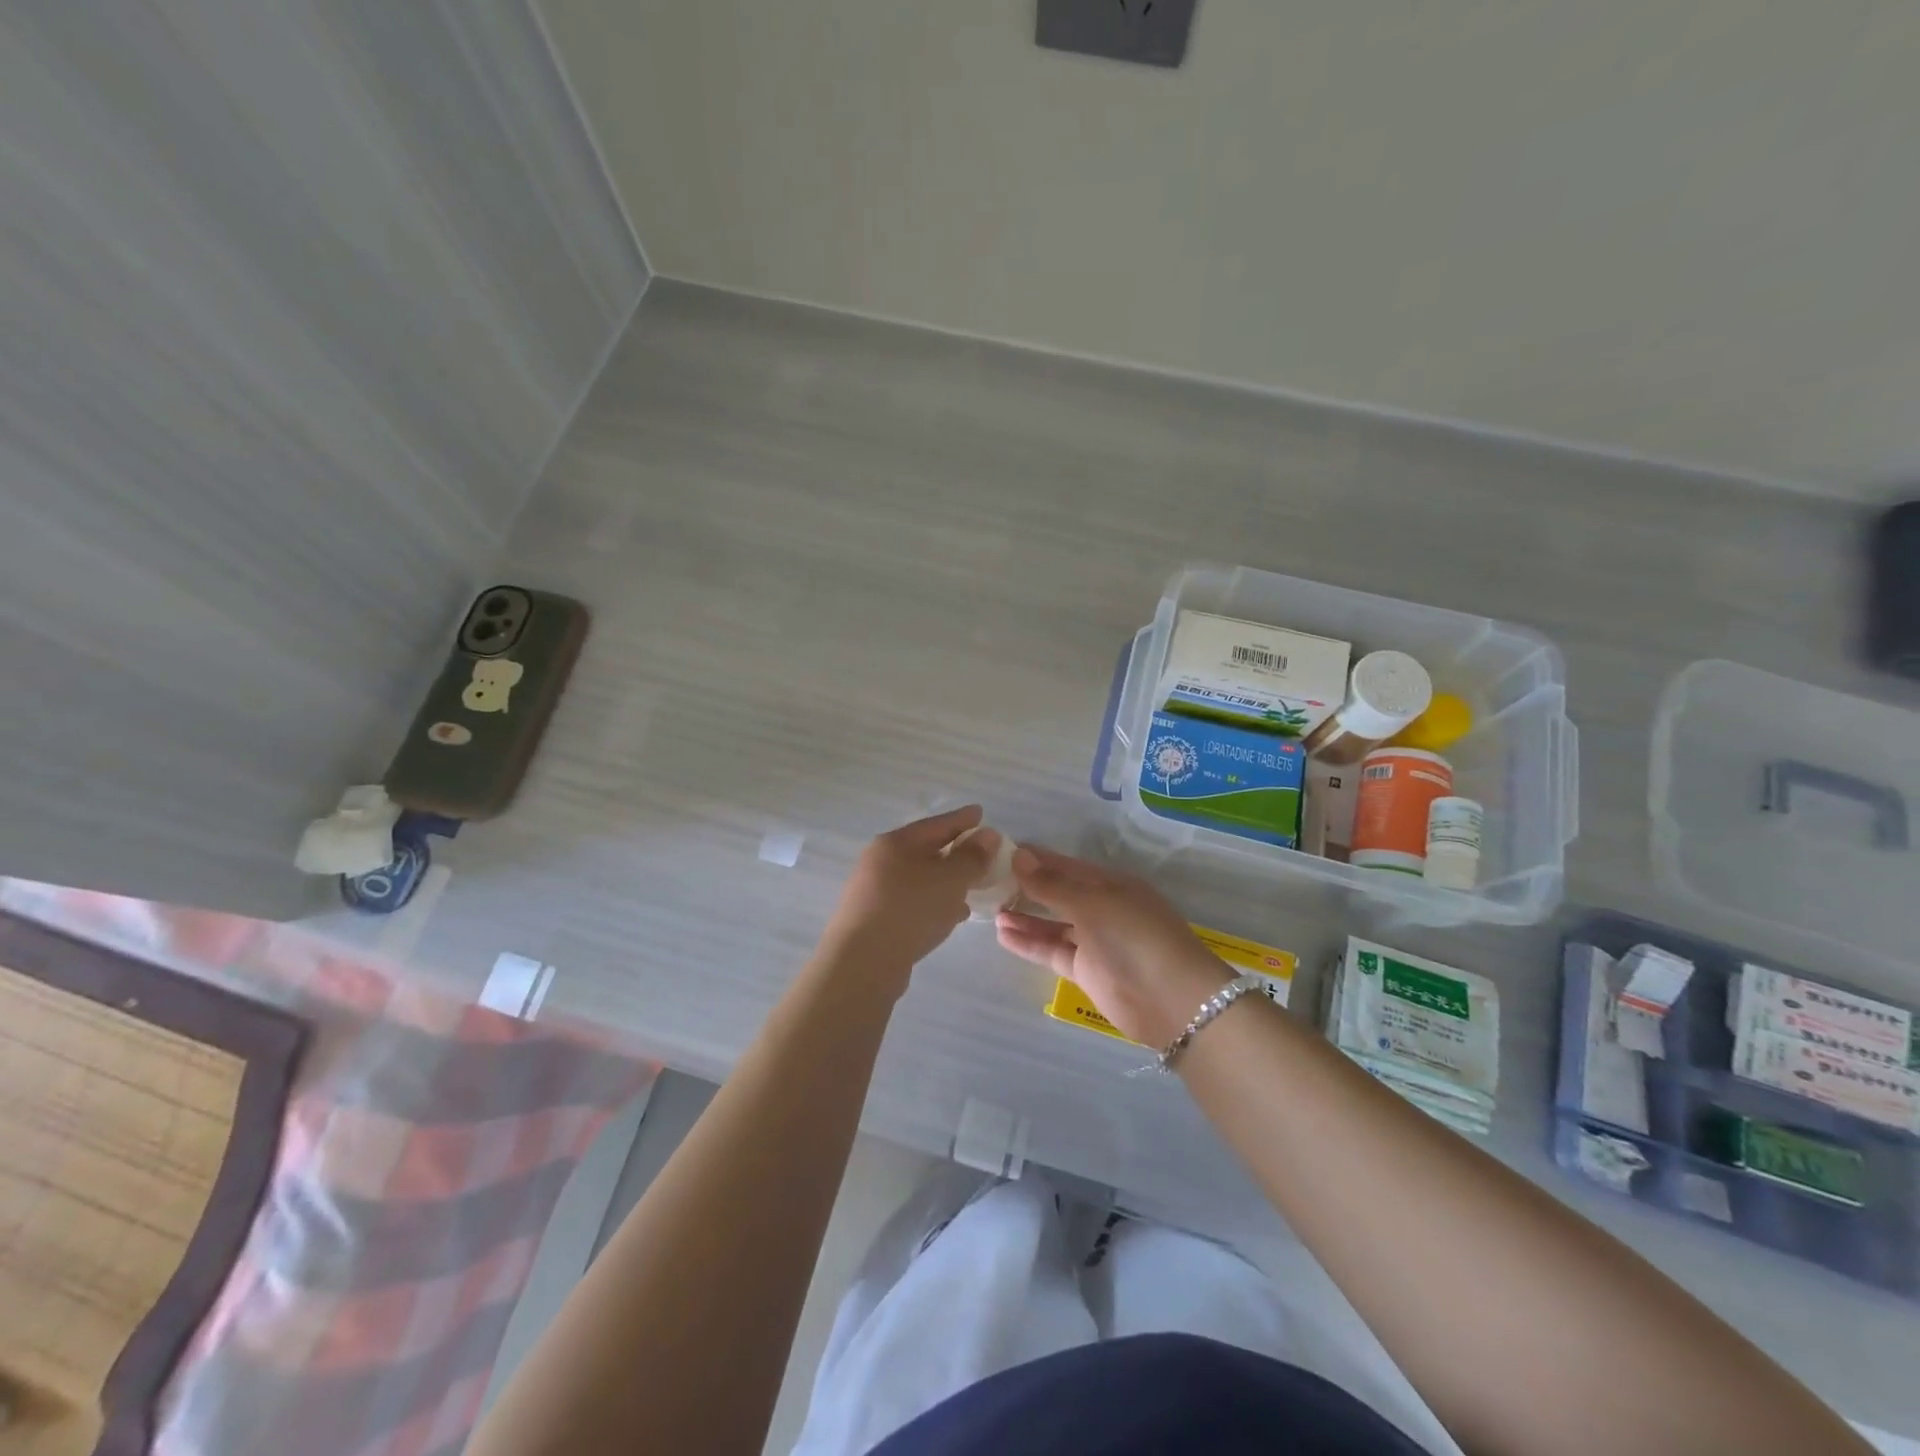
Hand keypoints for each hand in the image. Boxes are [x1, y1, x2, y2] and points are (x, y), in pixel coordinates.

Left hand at [818, 805, 998, 990]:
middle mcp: (880, 860)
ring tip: (971, 888)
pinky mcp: (874, 917)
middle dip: (954, 851)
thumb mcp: (951, 879)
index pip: (937, 824)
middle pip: (925, 849)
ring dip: (945, 881)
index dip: (962, 819)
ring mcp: (873, 890)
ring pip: (919, 878)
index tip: (980, 813)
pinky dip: (933, 901)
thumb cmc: (911, 909)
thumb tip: (987, 835)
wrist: (863, 962)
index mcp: (897, 842)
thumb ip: (972, 857)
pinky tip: (950, 915)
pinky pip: (912, 900)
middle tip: (980, 853)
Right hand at [996, 846, 1231, 1047]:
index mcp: (1110, 884)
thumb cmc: (1133, 937)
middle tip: (988, 881)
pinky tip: (1002, 935)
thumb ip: (1052, 884)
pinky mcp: (1087, 971)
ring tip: (990, 910)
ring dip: (1024, 917)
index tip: (1001, 851)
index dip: (1036, 858)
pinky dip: (1029, 943)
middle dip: (1027, 887)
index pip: (1066, 865)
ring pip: (1053, 924)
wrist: (1172, 1000)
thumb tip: (1019, 856)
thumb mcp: (1091, 903)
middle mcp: (1102, 908)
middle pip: (1059, 893)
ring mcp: (1095, 941)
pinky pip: (1053, 951)